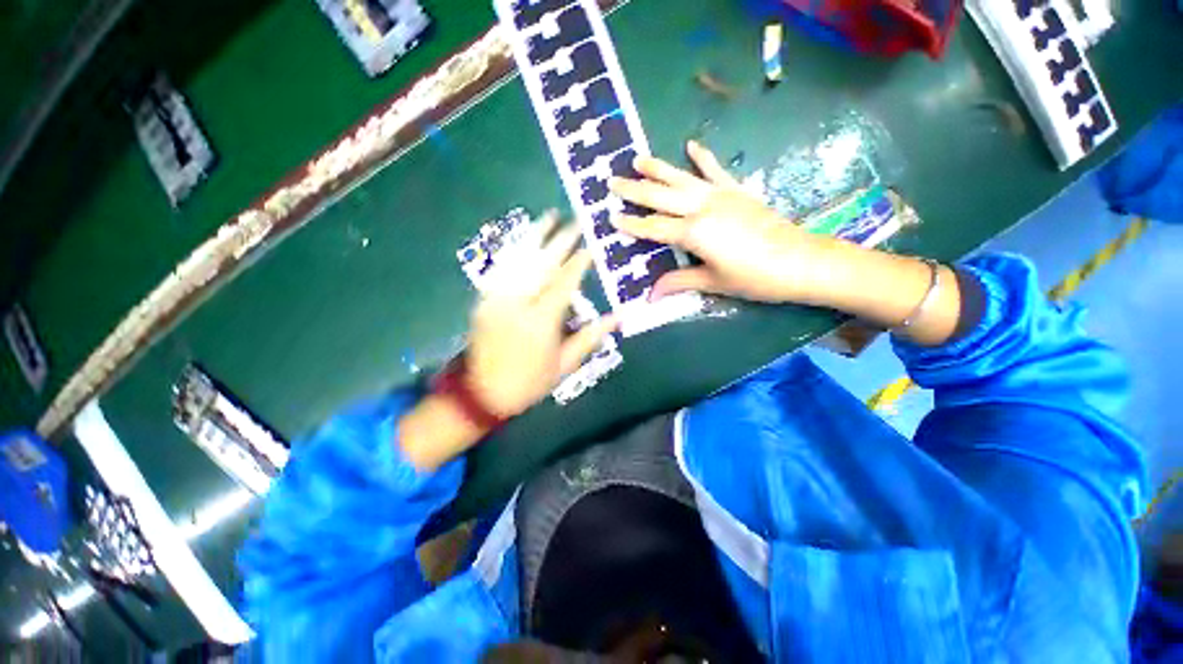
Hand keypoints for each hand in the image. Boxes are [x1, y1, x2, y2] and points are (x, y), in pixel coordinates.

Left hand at [466, 213, 618, 417]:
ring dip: (536, 235)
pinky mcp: (483, 299)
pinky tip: (524, 239)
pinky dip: (514, 250)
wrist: (481, 393)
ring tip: (550, 216)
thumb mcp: (565, 365)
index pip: (564, 282)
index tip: (592, 246)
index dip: (580, 262)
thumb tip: (619, 317)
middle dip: (561, 240)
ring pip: (519, 259)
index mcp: (541, 321)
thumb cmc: (529, 383)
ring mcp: (496, 298)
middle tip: (576, 221)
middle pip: (543, 263)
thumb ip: (590, 337)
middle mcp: (518, 303)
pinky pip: (501, 268)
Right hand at [608, 141, 844, 304]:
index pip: (653, 227)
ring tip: (638, 159)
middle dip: (634, 190)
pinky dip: (703, 158)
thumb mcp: (712, 282)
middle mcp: (702, 208)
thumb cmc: (754, 277)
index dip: (631, 224)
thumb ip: (678, 282)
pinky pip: (716, 170)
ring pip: (682, 178)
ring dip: (658, 168)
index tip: (611, 217)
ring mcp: (721, 196)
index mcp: (694, 233)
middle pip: (661, 197)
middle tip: (612, 182)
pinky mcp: (737, 191)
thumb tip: (650, 296)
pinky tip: (691, 145)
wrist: (800, 261)